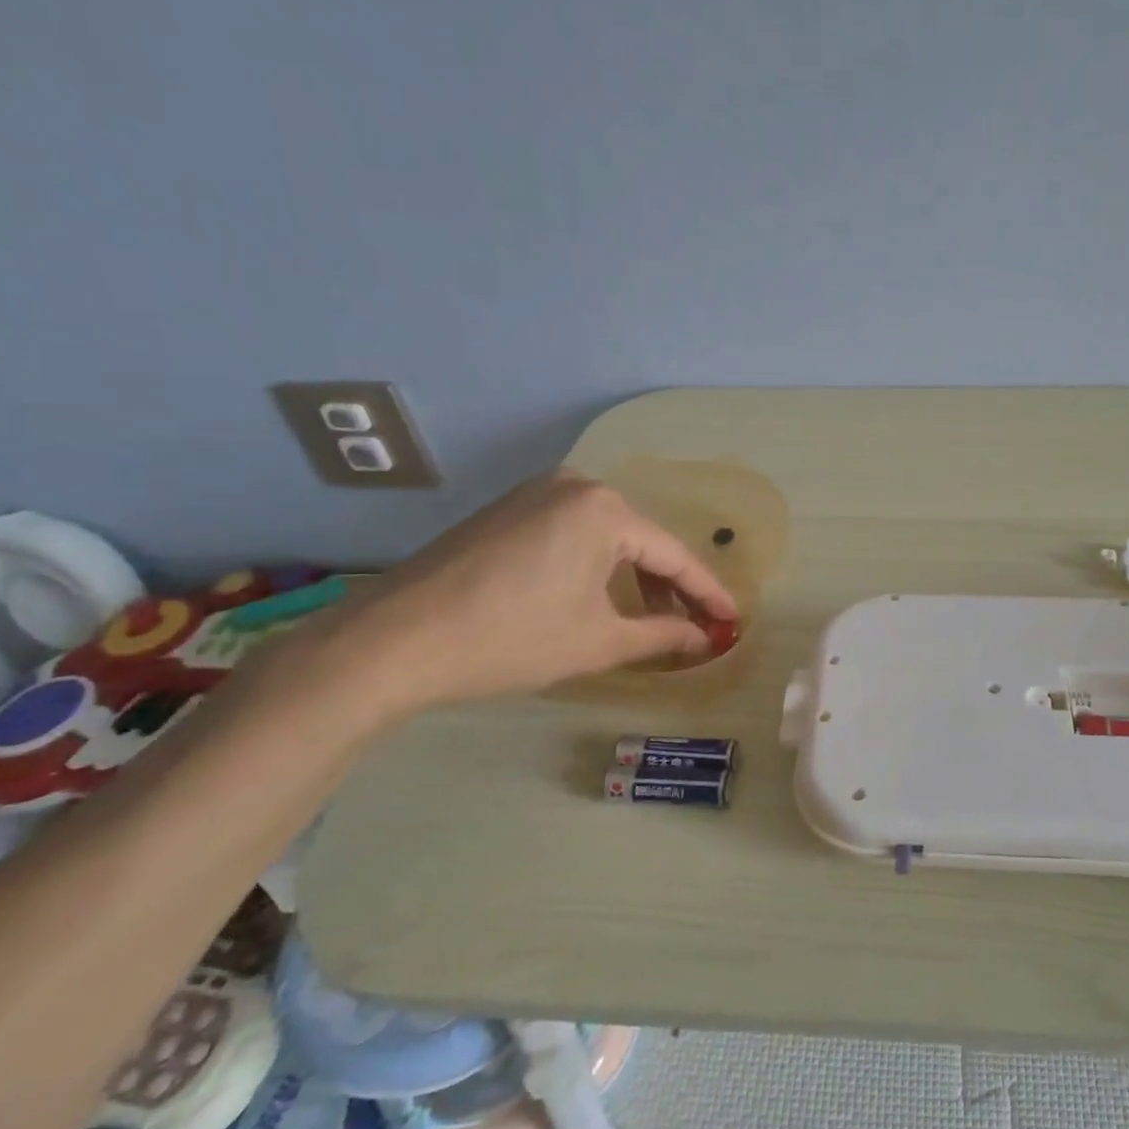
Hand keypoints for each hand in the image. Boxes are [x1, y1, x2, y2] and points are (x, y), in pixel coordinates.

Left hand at [324, 468, 737, 715]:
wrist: (395, 641)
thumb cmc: (512, 639)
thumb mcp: (598, 642)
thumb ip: (663, 635)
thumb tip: (707, 638)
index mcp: (604, 510)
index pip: (673, 555)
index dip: (708, 594)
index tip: (734, 621)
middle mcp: (576, 486)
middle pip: (642, 541)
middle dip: (670, 587)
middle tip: (694, 627)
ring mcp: (537, 492)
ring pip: (608, 537)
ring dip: (633, 577)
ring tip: (650, 619)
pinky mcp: (509, 508)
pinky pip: (573, 533)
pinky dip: (596, 565)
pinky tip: (600, 597)